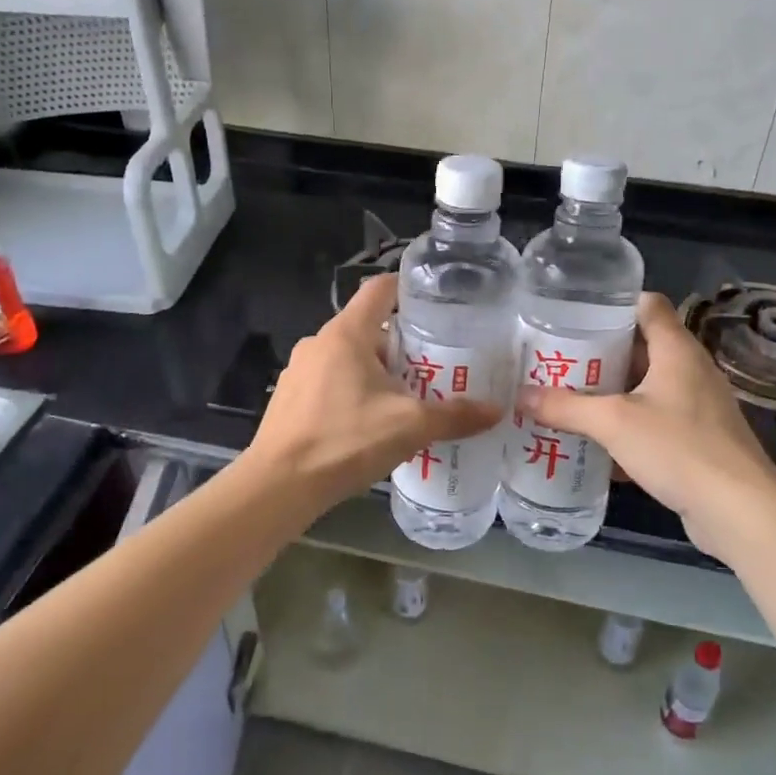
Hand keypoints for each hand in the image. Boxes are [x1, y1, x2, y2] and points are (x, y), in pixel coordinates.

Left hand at [245, 274, 501, 509]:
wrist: (279, 486)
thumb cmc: (345, 440)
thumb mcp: (409, 427)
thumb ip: (455, 416)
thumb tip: (497, 411)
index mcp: (347, 333)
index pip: (380, 289)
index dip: (408, 288)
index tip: (437, 303)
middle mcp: (320, 341)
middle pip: (369, 327)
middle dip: (403, 344)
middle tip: (435, 366)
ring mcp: (300, 369)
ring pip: (349, 356)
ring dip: (377, 371)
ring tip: (408, 397)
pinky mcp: (290, 396)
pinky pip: (330, 381)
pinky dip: (353, 390)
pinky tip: (370, 422)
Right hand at [517, 293, 775, 557]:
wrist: (739, 511)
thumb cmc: (678, 448)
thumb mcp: (613, 423)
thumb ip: (566, 407)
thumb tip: (521, 396)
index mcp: (676, 350)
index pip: (648, 305)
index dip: (613, 304)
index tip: (576, 315)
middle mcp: (691, 370)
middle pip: (642, 347)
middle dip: (601, 354)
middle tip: (560, 361)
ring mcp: (698, 406)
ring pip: (647, 387)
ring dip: (612, 393)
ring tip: (569, 399)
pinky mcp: (699, 440)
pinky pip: (656, 421)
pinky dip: (628, 426)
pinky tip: (598, 445)